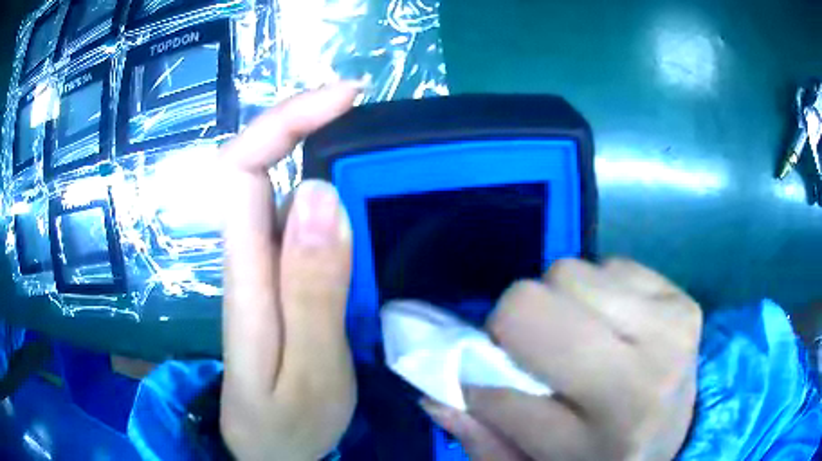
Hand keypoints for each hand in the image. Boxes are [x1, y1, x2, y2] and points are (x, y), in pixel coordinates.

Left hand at [219, 83, 361, 459]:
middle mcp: (249, 255)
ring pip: (285, 186)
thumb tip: (322, 195)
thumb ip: (311, 291)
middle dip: (309, 122)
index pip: (244, 168)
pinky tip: (366, 195)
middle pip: (261, 163)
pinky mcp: (282, 278)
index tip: (345, 97)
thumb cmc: (285, 422)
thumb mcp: (309, 371)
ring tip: (378, 145)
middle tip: (371, 113)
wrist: (269, 448)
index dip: (285, 120)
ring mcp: (265, 265)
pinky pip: (304, 217)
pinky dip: (334, 190)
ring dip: (325, 151)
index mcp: (246, 274)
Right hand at [422, 259, 702, 460]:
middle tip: (537, 351)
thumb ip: (484, 436)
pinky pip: (608, 264)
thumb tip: (432, 392)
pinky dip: (595, 292)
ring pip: (570, 272)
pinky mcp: (679, 294)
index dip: (482, 370)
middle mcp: (652, 365)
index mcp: (614, 422)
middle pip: (536, 298)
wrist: (678, 431)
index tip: (487, 375)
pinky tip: (611, 325)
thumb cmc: (603, 456)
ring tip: (581, 339)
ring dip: (560, 304)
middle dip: (519, 324)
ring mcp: (672, 319)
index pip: (508, 381)